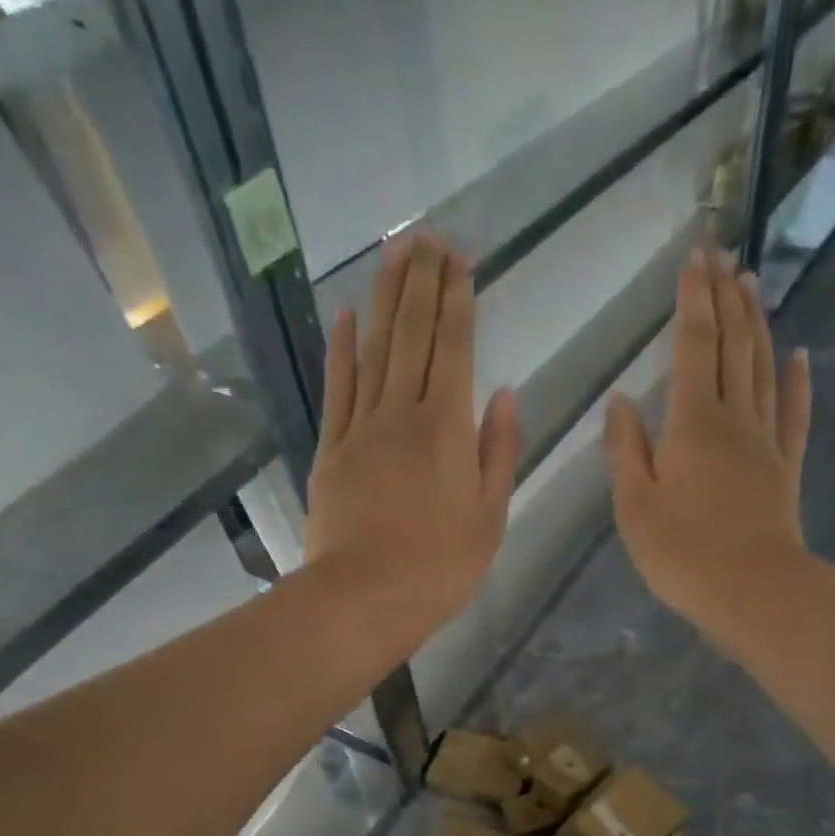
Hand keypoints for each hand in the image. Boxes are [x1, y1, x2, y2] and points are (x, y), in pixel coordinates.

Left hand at [304, 229, 519, 641]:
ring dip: (383, 299)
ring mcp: (360, 429)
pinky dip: (340, 350)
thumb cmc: (440, 568)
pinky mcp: (330, 450)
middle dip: (421, 283)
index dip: (457, 302)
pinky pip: (337, 388)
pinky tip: (343, 317)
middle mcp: (402, 414)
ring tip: (392, 254)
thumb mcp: (490, 518)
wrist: (364, 598)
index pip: (455, 350)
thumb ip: (498, 453)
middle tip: (426, 237)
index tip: (459, 261)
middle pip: (412, 336)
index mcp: (448, 430)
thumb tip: (504, 396)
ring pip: (373, 350)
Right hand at [605, 248, 812, 645]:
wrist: (754, 592)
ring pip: (762, 368)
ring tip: (752, 283)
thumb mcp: (635, 507)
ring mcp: (765, 441)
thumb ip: (625, 450)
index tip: (694, 256)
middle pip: (731, 345)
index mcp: (692, 423)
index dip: (693, 300)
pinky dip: (796, 381)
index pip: (693, 345)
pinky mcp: (786, 467)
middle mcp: (733, 418)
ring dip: (756, 323)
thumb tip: (621, 401)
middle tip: (721, 254)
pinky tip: (799, 355)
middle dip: (724, 297)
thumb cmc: (683, 554)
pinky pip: (794, 414)